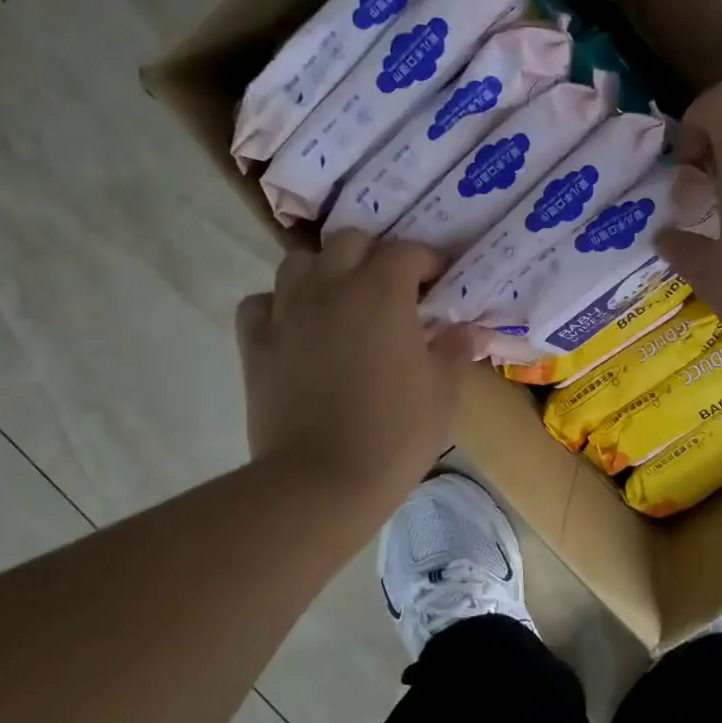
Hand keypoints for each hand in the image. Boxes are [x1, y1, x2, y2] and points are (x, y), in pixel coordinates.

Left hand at [236, 234, 475, 508]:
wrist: (322, 480)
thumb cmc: (395, 433)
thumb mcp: (443, 391)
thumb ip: (455, 349)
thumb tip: (465, 328)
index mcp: (382, 292)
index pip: (406, 251)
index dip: (427, 261)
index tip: (439, 282)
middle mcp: (331, 287)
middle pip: (350, 241)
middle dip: (375, 255)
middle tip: (392, 289)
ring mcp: (287, 312)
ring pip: (299, 262)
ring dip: (325, 271)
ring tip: (341, 300)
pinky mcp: (255, 343)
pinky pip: (261, 303)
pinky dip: (278, 305)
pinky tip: (294, 326)